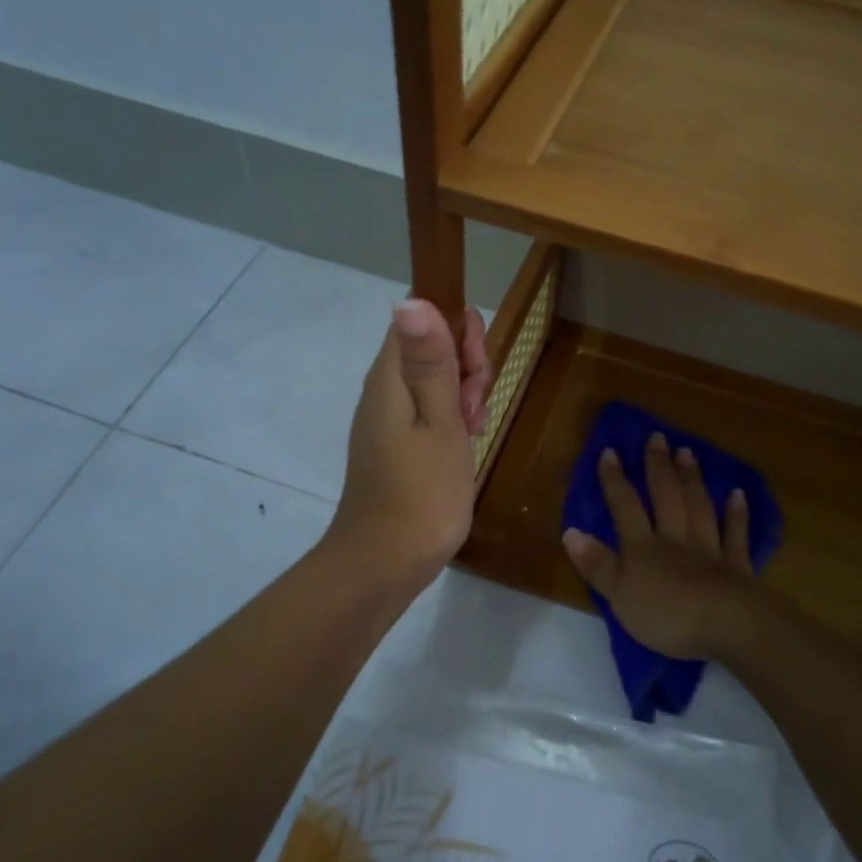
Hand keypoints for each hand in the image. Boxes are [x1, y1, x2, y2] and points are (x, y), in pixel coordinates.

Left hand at [325, 299, 489, 590]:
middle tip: (476, 407)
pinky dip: (452, 420)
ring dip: (463, 396)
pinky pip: (428, 412)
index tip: (477, 367)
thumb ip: (431, 362)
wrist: (385, 562)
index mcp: (390, 378)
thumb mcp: (439, 422)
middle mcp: (384, 390)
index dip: (456, 331)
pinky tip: (467, 443)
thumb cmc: (422, 492)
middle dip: (465, 367)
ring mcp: (387, 419)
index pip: (421, 320)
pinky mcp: (395, 444)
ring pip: (434, 382)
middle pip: (430, 349)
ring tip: (474, 430)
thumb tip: (412, 298)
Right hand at [561, 432, 771, 662]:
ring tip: (688, 452)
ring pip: (698, 508)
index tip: (610, 450)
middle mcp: (675, 539)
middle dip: (659, 467)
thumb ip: (597, 564)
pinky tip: (738, 494)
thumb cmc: (666, 615)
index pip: (625, 507)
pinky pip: (735, 535)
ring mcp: (709, 550)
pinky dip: (737, 515)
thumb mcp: (619, 595)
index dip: (615, 480)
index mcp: (643, 547)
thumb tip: (571, 531)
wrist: (727, 626)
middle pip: (666, 497)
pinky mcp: (736, 567)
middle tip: (658, 437)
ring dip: (692, 480)